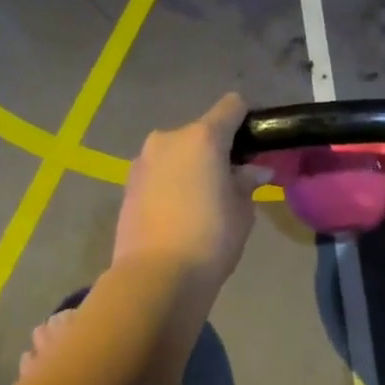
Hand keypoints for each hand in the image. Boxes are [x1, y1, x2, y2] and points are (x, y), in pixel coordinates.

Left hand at [114, 93, 264, 294]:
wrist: (154, 278)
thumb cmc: (210, 238)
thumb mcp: (242, 210)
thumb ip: (247, 182)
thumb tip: (255, 171)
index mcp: (203, 137)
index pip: (232, 105)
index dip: (248, 119)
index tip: (257, 143)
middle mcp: (169, 138)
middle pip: (202, 131)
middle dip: (218, 149)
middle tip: (232, 180)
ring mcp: (143, 160)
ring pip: (177, 152)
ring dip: (192, 165)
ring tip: (203, 200)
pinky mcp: (127, 184)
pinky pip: (159, 171)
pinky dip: (172, 181)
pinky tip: (179, 212)